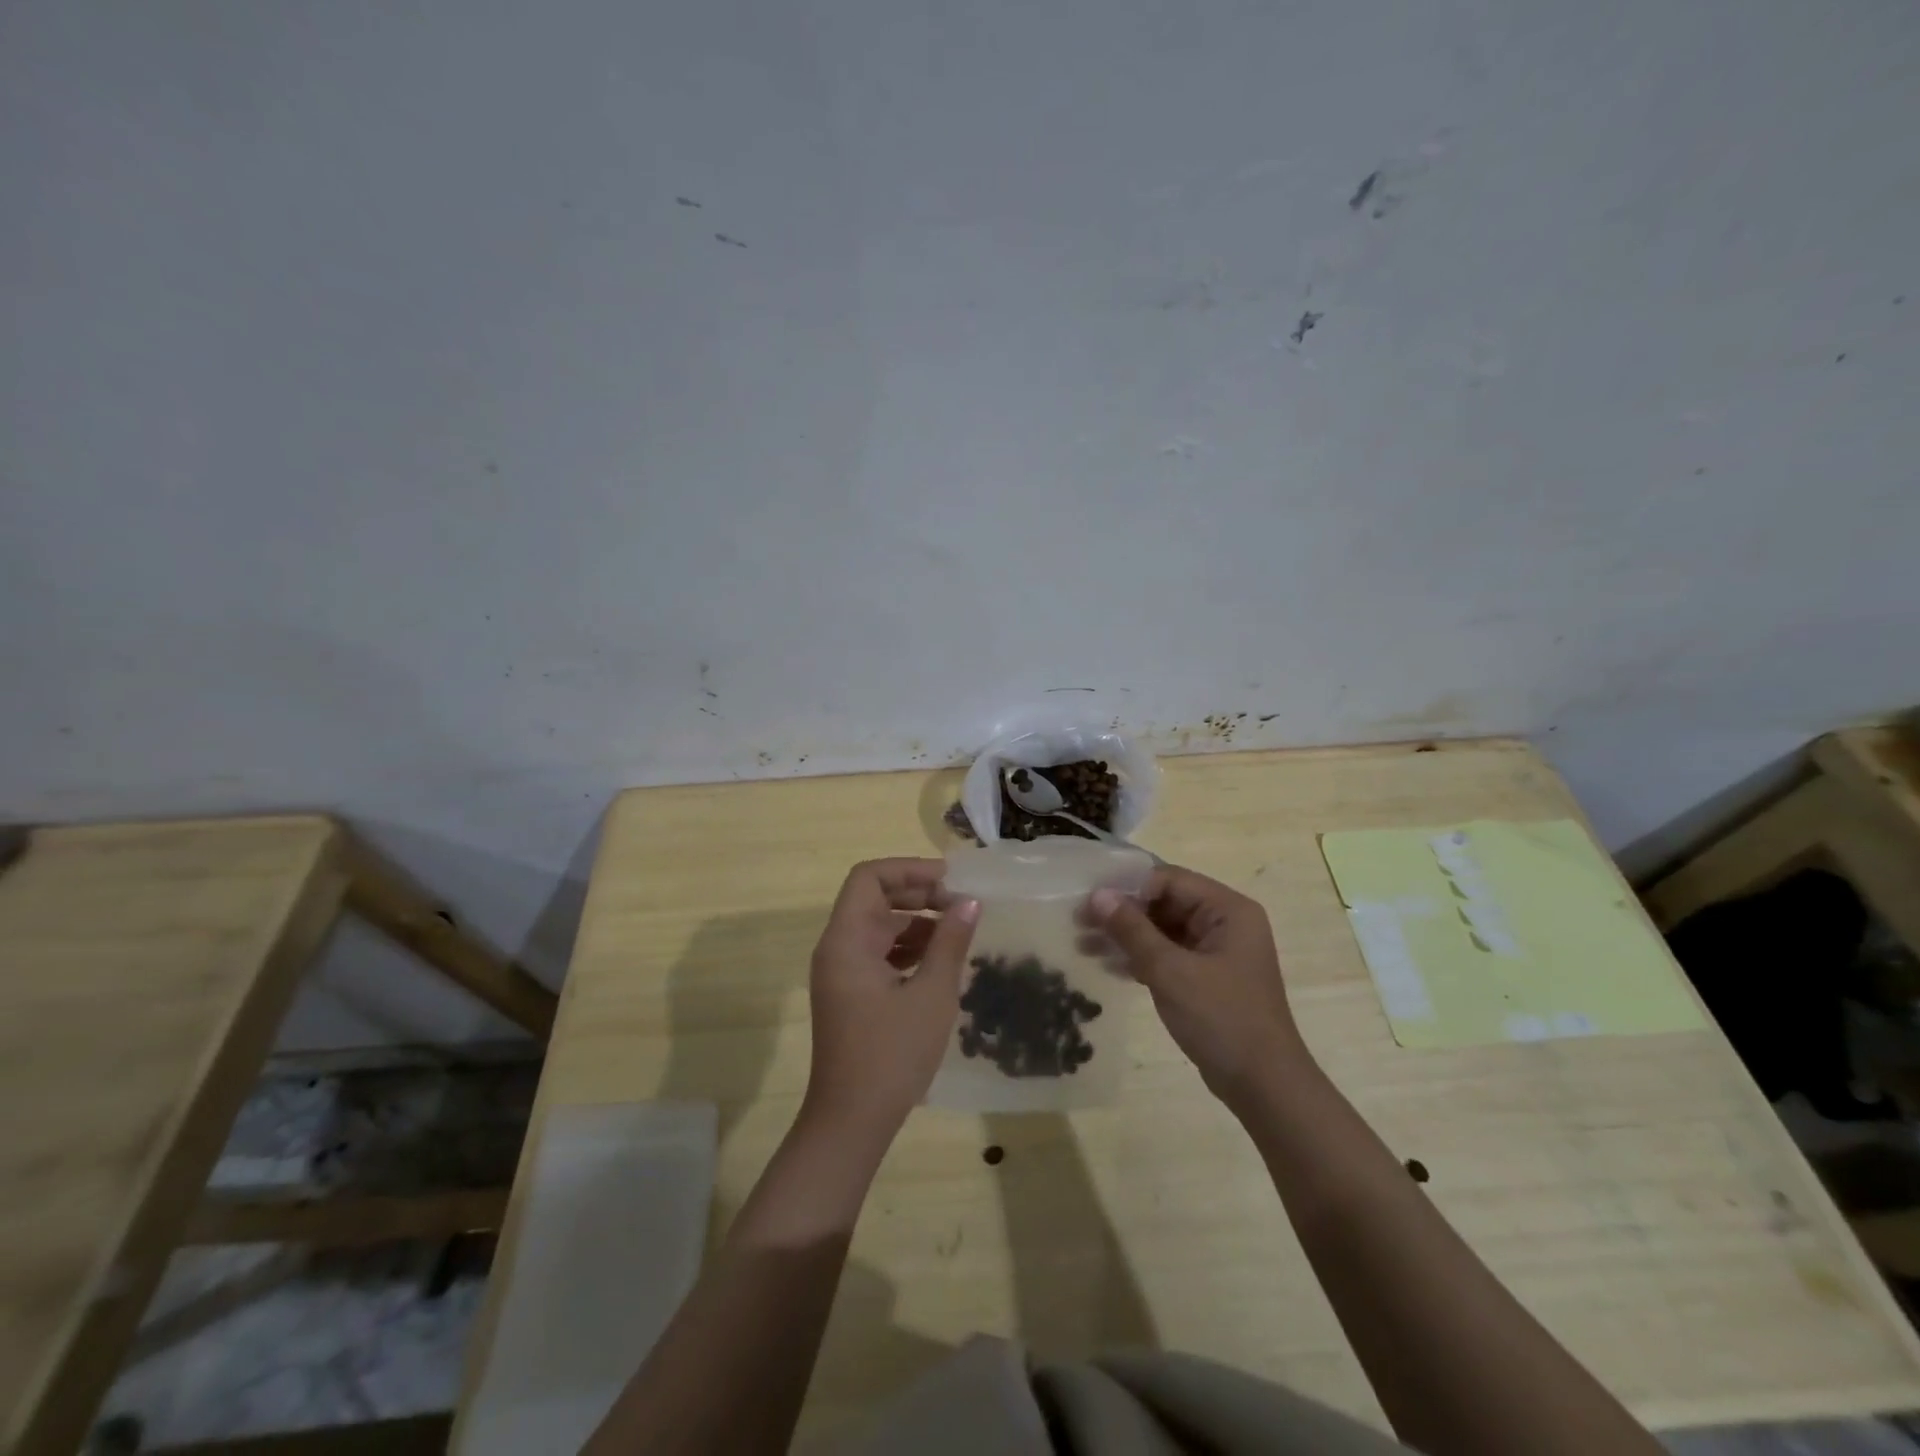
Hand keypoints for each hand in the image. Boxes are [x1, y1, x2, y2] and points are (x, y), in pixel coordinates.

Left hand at [803, 859, 978, 1144]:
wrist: (851, 1122)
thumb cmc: (892, 1054)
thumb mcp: (932, 994)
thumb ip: (950, 942)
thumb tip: (969, 902)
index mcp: (846, 940)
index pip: (869, 877)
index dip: (909, 869)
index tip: (950, 880)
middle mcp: (837, 948)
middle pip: (874, 898)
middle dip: (918, 894)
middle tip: (961, 904)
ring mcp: (841, 973)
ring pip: (878, 926)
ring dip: (916, 922)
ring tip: (958, 932)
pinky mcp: (850, 994)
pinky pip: (878, 953)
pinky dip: (907, 948)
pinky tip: (939, 961)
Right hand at [1089, 866, 1306, 1105]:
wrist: (1264, 1086)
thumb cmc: (1221, 1019)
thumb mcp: (1170, 971)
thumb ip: (1132, 929)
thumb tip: (1098, 895)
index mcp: (1228, 909)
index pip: (1169, 880)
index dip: (1129, 887)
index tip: (1090, 902)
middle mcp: (1225, 922)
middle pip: (1165, 902)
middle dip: (1123, 913)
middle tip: (1079, 923)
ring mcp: (1217, 951)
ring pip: (1163, 929)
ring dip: (1126, 936)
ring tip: (1084, 946)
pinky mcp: (1207, 977)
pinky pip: (1168, 954)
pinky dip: (1141, 957)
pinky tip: (1108, 966)